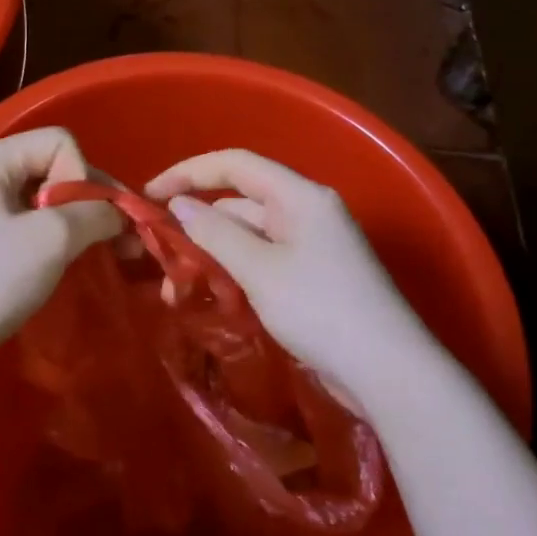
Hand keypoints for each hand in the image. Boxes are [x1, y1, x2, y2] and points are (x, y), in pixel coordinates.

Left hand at [0, 128, 123, 376]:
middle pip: (48, 167)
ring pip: (36, 200)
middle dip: (87, 201)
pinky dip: (46, 240)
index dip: (85, 176)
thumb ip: (94, 214)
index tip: (87, 221)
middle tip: (120, 240)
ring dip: (71, 223)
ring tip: (95, 253)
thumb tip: (116, 213)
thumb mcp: (51, 240)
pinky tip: (60, 264)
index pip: (58, 142)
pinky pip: (18, 225)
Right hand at [144, 149, 437, 412]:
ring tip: (178, 290)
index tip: (150, 195)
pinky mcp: (312, 276)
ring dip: (212, 255)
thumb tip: (180, 206)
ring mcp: (311, 245)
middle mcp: (306, 211)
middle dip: (196, 224)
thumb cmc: (320, 309)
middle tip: (159, 255)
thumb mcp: (259, 269)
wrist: (387, 370)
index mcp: (299, 196)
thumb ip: (215, 233)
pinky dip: (234, 273)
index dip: (188, 172)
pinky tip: (211, 297)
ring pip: (248, 236)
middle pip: (239, 202)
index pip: (235, 164)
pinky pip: (262, 261)